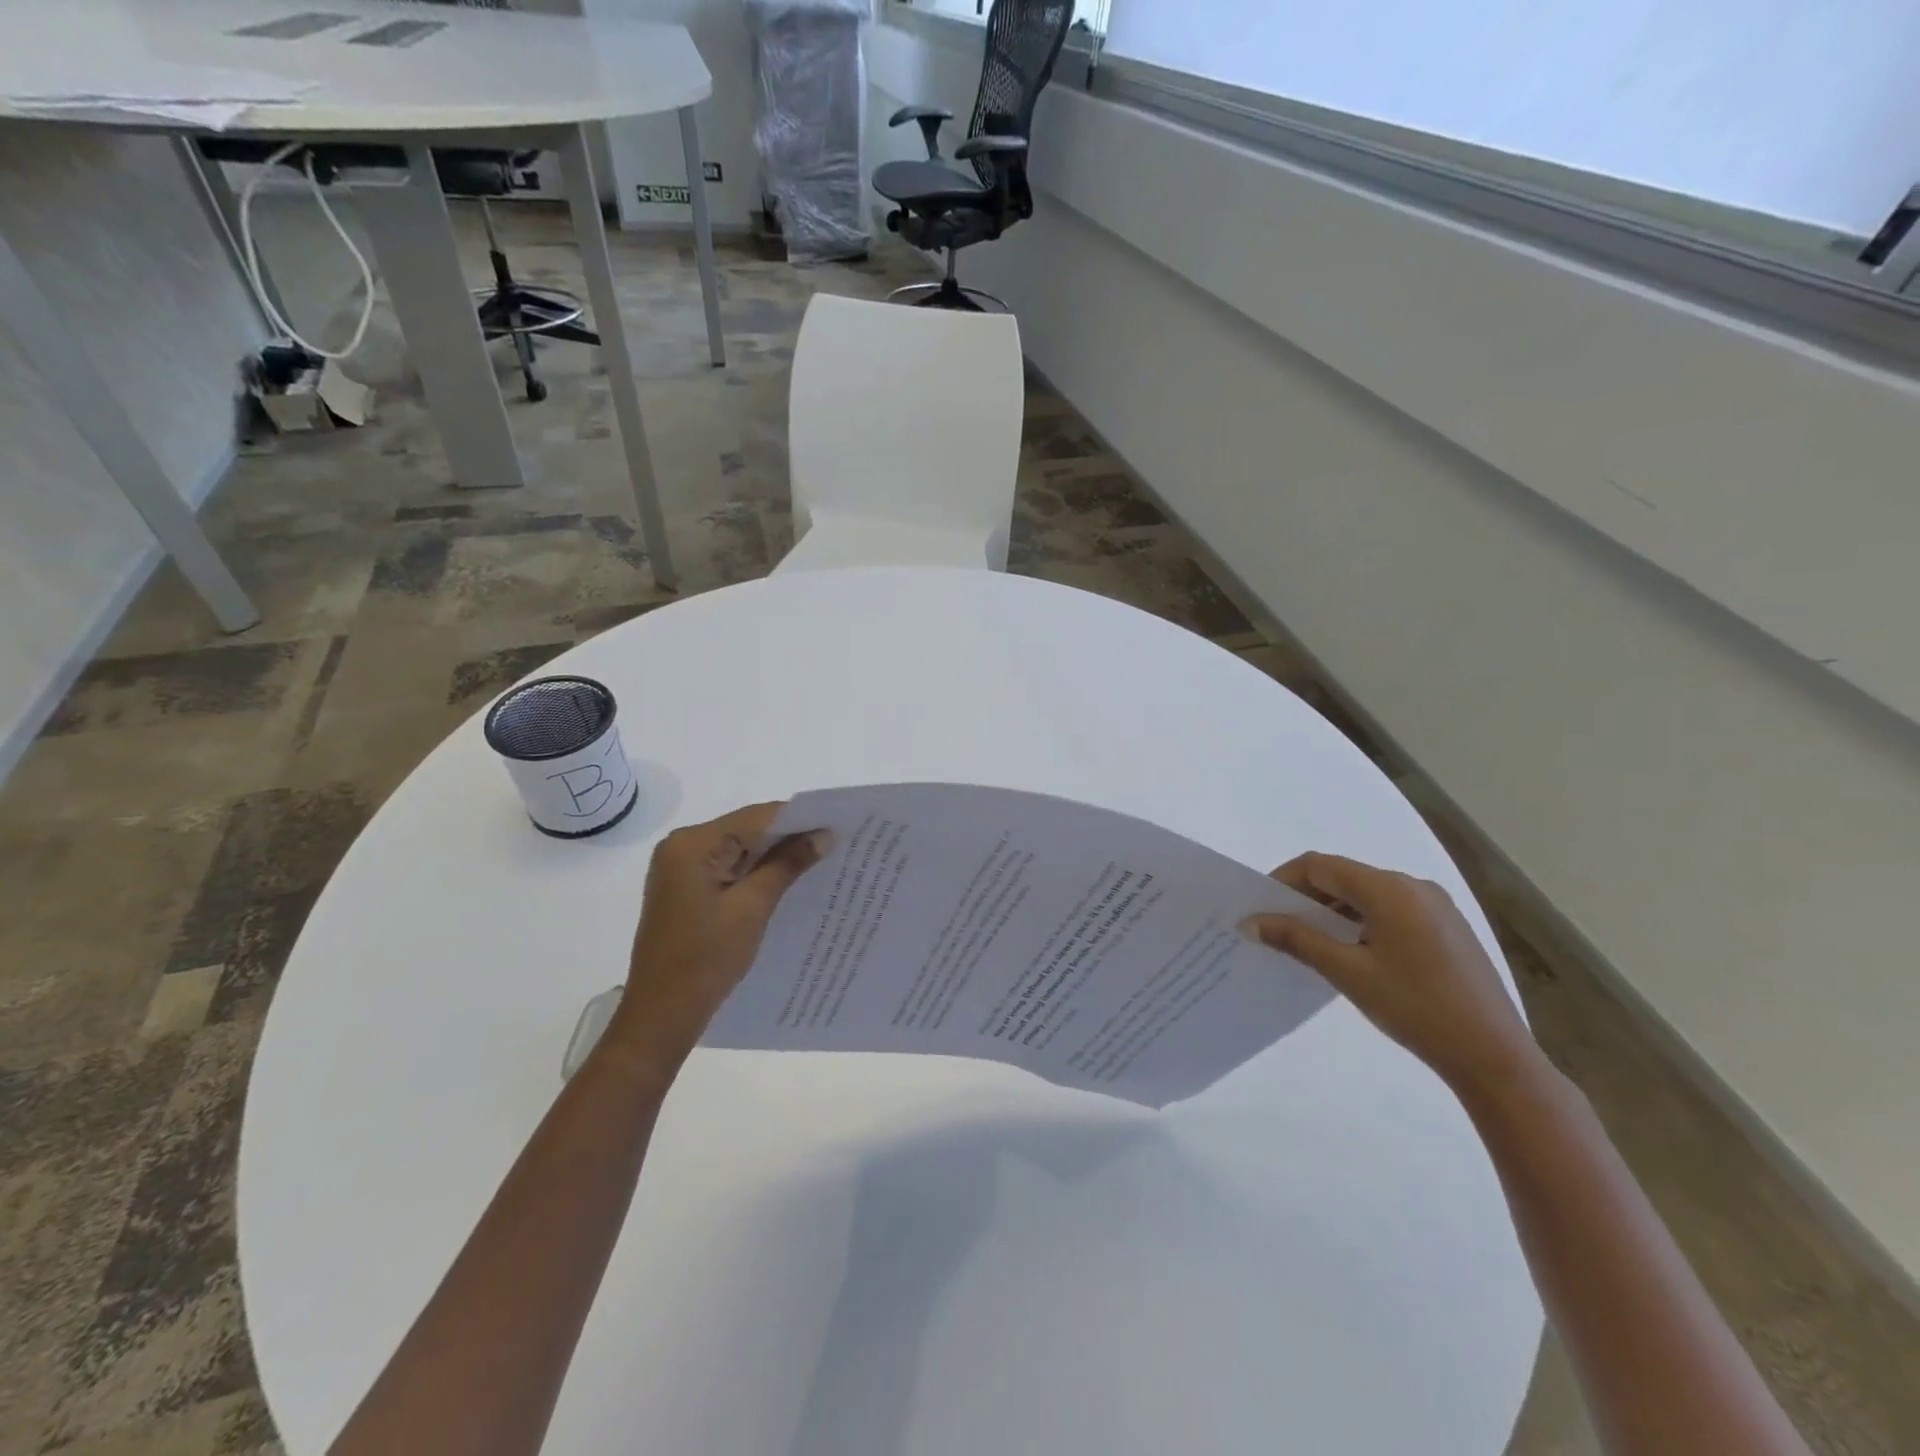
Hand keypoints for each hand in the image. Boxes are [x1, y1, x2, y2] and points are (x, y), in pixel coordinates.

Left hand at [604, 802, 827, 1073]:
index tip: (838, 826)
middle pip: (747, 829)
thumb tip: (824, 834)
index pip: (756, 817)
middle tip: (834, 844)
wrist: (661, 1015)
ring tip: (819, 861)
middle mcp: (682, 846)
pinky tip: (786, 882)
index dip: (799, 819)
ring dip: (775, 856)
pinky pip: (729, 868)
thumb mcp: (752, 908)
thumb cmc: (705, 960)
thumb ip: (787, 865)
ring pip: (740, 849)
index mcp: (692, 844)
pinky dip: (757, 872)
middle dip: (789, 837)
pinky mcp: (686, 888)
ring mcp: (681, 868)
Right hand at [1242, 853, 1545, 1097]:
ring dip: (1333, 909)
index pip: (1320, 865)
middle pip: (1344, 875)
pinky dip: (1362, 920)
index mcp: (1390, 889)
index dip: (1283, 880)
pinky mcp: (1448, 927)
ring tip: (1311, 942)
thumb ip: (1296, 939)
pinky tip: (1353, 951)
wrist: (1494, 1057)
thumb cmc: (1416, 1009)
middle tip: (1279, 927)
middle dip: (1306, 896)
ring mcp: (1436, 905)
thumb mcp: (1347, 972)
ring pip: (1368, 893)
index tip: (1260, 908)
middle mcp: (1414, 885)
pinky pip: (1392, 909)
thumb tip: (1250, 922)